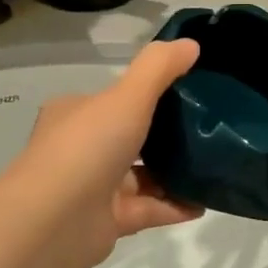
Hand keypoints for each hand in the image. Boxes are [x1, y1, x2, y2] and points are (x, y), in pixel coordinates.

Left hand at [0, 39, 205, 267]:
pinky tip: (205, 202)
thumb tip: (191, 45)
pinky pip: (150, 208)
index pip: (114, 99)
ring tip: (214, 165)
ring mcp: (94, 188)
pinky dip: (176, 205)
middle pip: (131, 137)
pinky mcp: (108, 221)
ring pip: (143, 175)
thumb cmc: (87, 147)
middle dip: (167, 135)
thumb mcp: (127, 96)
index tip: (189, 91)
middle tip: (209, 129)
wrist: (53, 222)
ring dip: (175, 172)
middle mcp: (82, 148)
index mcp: (77, 113)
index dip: (148, 94)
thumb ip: (159, 68)